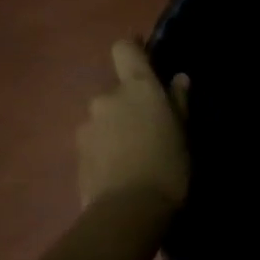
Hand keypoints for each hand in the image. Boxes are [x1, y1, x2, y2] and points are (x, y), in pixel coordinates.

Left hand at [76, 40, 190, 209]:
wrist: (128, 211)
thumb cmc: (167, 165)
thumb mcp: (183, 133)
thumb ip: (178, 103)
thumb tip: (178, 79)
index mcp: (136, 87)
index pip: (124, 48)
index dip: (133, 49)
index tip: (144, 56)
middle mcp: (106, 98)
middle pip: (116, 90)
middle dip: (129, 103)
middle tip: (149, 127)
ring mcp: (87, 125)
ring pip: (104, 117)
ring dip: (115, 127)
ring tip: (133, 154)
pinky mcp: (76, 153)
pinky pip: (95, 141)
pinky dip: (105, 149)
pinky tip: (120, 170)